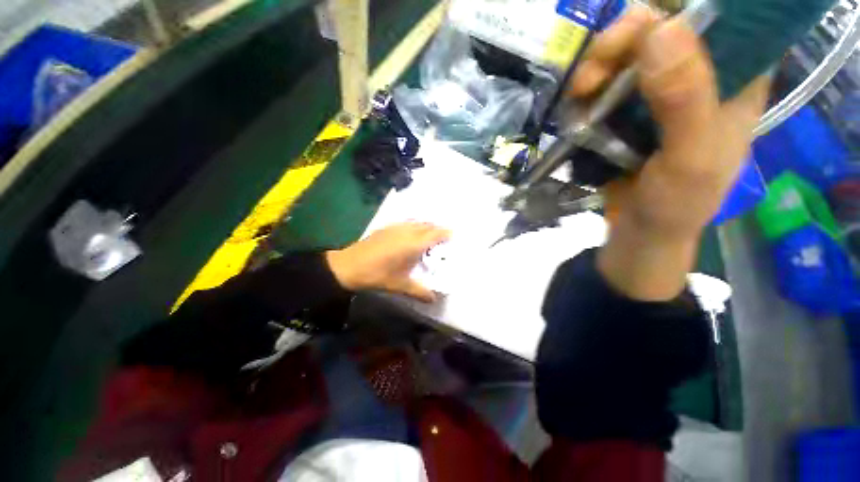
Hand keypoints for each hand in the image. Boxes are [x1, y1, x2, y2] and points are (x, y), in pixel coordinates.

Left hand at [325, 222, 450, 301]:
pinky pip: (406, 222)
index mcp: (413, 244)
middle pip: (427, 225)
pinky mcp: (386, 228)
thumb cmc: (377, 275)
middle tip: (444, 235)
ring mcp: (395, 228)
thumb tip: (434, 299)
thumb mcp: (400, 285)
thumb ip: (419, 292)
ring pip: (416, 222)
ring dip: (426, 225)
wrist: (348, 266)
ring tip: (431, 232)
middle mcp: (406, 232)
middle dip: (437, 228)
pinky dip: (414, 224)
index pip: (434, 234)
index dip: (445, 233)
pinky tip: (412, 231)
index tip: (453, 234)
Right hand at [569, 7, 770, 299]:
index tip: (637, 32)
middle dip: (619, 43)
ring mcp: (659, 93)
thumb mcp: (690, 157)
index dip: (674, 13)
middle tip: (591, 75)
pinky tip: (578, 107)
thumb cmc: (677, 203)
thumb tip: (661, 28)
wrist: (642, 231)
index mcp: (735, 78)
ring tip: (579, 96)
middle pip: (659, 29)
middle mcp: (699, 75)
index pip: (715, 17)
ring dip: (596, 70)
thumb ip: (684, 98)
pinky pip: (604, 85)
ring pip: (625, 55)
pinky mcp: (628, 112)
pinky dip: (586, 92)